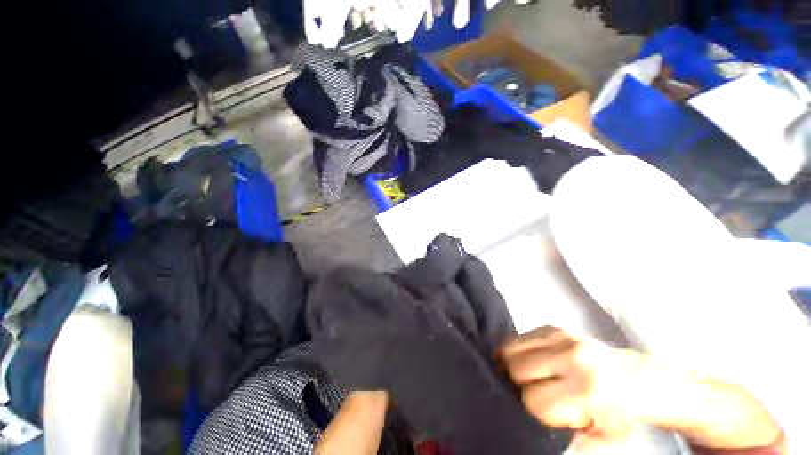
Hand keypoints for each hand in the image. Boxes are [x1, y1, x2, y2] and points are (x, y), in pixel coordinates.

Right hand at [500, 327, 647, 440]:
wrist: (638, 378)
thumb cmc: (619, 413)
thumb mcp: (602, 439)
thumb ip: (569, 441)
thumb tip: (534, 434)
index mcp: (586, 391)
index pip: (533, 400)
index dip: (531, 409)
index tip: (537, 412)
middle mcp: (571, 358)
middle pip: (518, 368)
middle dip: (516, 383)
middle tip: (525, 391)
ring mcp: (561, 337)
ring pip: (512, 348)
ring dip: (511, 363)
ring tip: (520, 375)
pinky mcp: (553, 327)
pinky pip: (519, 337)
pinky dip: (516, 350)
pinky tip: (523, 360)